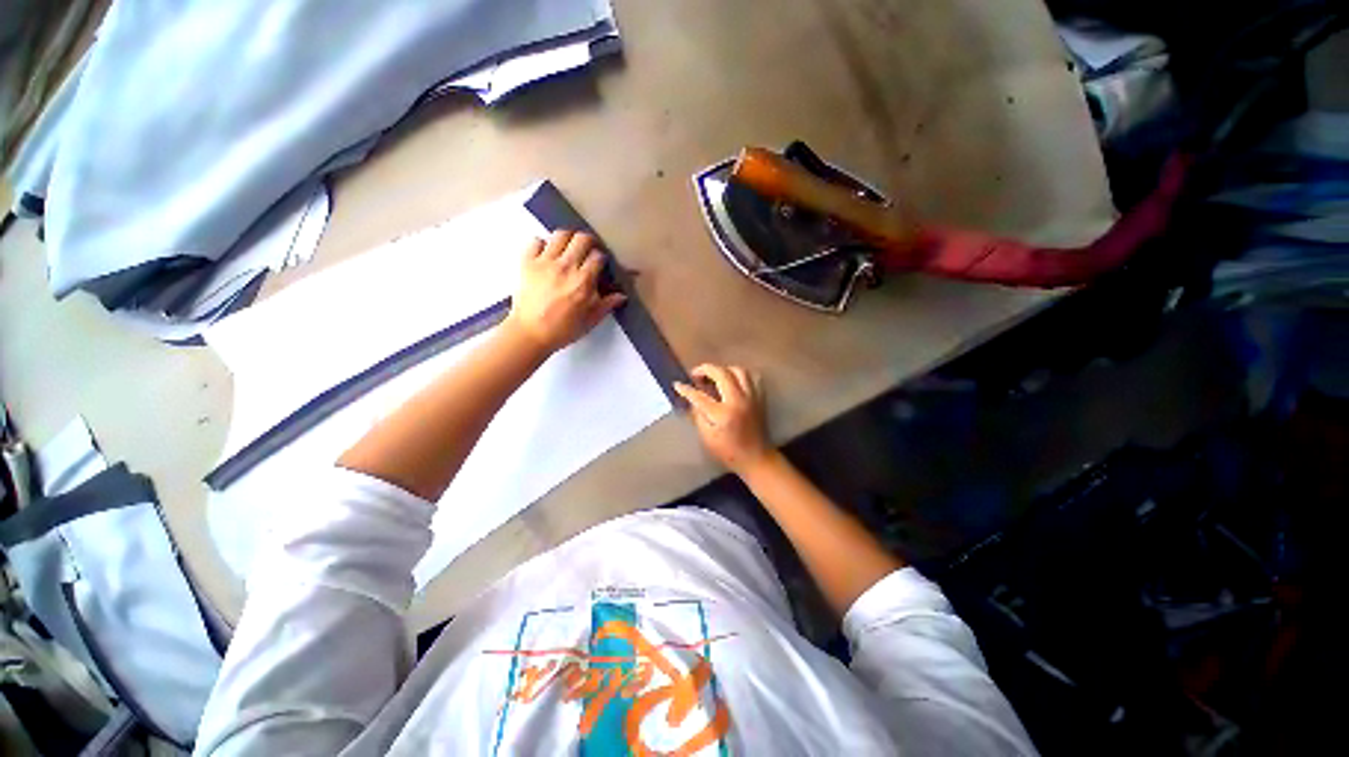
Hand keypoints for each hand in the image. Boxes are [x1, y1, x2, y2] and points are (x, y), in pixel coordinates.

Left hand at [505, 230, 625, 353]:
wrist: (530, 333)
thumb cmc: (562, 330)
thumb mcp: (590, 320)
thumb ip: (607, 305)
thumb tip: (621, 296)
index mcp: (584, 282)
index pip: (598, 256)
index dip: (601, 258)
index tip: (599, 264)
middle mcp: (566, 267)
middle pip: (582, 239)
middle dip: (588, 242)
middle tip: (587, 251)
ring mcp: (545, 263)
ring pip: (560, 235)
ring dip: (567, 239)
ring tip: (568, 249)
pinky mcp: (527, 263)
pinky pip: (536, 241)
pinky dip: (542, 244)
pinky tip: (546, 255)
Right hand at [674, 364, 774, 474]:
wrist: (756, 458)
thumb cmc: (729, 452)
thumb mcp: (707, 438)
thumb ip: (698, 416)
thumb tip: (692, 400)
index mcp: (723, 413)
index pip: (700, 396)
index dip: (686, 389)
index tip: (677, 384)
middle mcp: (738, 400)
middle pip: (721, 374)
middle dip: (705, 370)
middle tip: (695, 375)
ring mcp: (751, 397)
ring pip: (738, 371)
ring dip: (723, 369)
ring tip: (714, 376)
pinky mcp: (759, 398)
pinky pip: (751, 378)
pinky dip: (739, 375)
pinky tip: (732, 381)